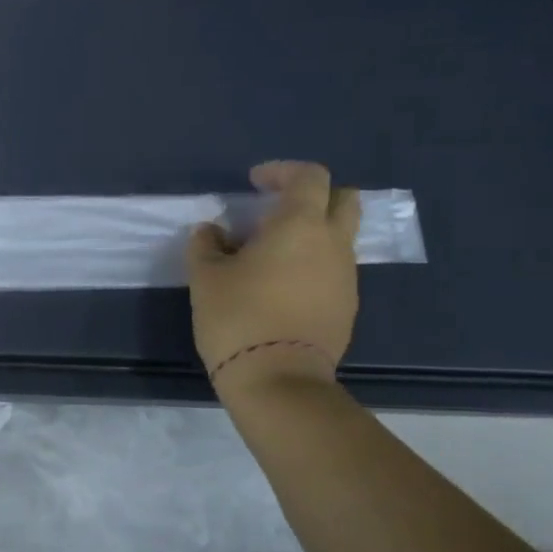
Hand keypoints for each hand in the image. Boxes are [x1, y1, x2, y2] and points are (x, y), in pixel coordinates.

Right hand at [186, 161, 360, 392]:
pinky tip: (281, 286)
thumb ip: (206, 245)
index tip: (255, 183)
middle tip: (278, 209)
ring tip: (272, 253)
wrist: (278, 379)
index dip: (282, 171)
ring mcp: (346, 277)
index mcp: (300, 225)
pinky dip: (314, 264)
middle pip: (344, 200)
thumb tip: (212, 232)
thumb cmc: (238, 316)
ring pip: (340, 237)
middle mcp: (333, 244)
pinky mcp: (346, 307)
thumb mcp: (206, 277)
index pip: (308, 177)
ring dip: (312, 233)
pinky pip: (335, 270)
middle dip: (314, 196)